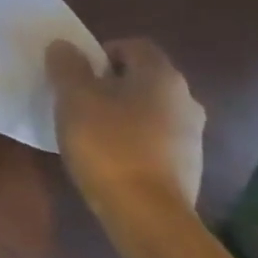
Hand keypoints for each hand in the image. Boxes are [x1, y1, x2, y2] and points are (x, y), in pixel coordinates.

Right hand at [47, 38, 205, 234]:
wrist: (146, 212)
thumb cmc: (108, 144)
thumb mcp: (74, 98)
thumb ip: (67, 66)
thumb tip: (64, 45)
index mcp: (161, 76)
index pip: (134, 46)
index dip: (102, 51)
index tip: (77, 72)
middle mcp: (186, 99)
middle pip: (143, 77)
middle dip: (110, 82)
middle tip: (78, 98)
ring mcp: (192, 134)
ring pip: (150, 107)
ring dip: (121, 110)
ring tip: (90, 128)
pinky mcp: (188, 163)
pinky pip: (156, 136)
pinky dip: (133, 136)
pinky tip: (109, 154)